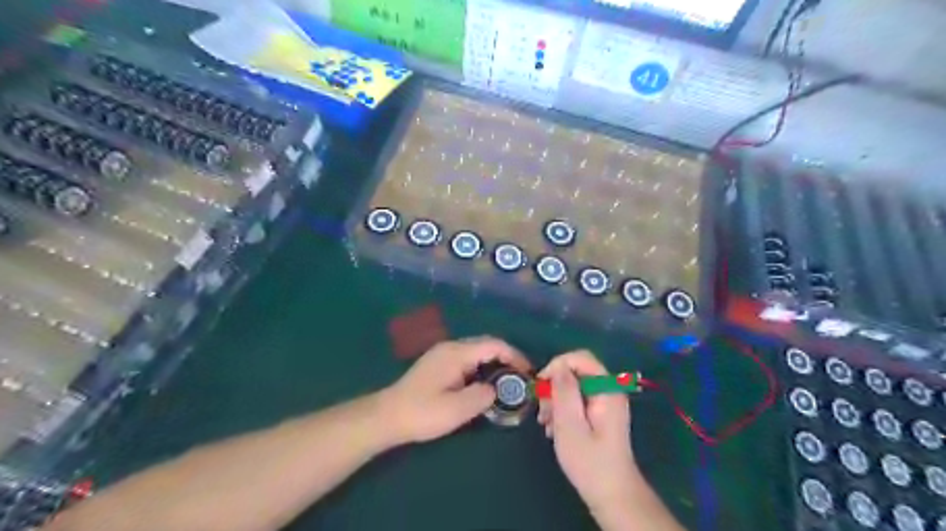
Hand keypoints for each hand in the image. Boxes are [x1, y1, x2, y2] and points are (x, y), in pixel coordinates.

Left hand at [383, 338, 530, 444]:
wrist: (387, 416)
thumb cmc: (422, 412)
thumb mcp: (457, 409)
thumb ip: (482, 396)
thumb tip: (494, 390)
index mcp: (457, 353)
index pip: (494, 345)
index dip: (515, 356)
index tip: (528, 372)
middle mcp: (451, 347)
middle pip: (486, 345)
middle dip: (507, 358)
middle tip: (521, 378)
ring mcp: (443, 354)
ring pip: (476, 352)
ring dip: (494, 363)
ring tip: (507, 382)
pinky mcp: (438, 364)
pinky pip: (467, 359)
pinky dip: (482, 368)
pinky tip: (484, 384)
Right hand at [535, 350, 639, 514]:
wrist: (612, 494)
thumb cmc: (589, 461)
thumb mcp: (570, 424)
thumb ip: (564, 391)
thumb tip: (558, 367)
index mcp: (606, 389)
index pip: (580, 358)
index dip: (557, 365)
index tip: (540, 385)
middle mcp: (609, 390)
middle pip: (576, 372)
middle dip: (554, 386)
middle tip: (542, 410)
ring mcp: (606, 402)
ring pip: (574, 386)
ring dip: (556, 400)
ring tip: (545, 424)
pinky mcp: (601, 413)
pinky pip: (578, 400)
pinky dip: (563, 409)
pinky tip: (554, 428)